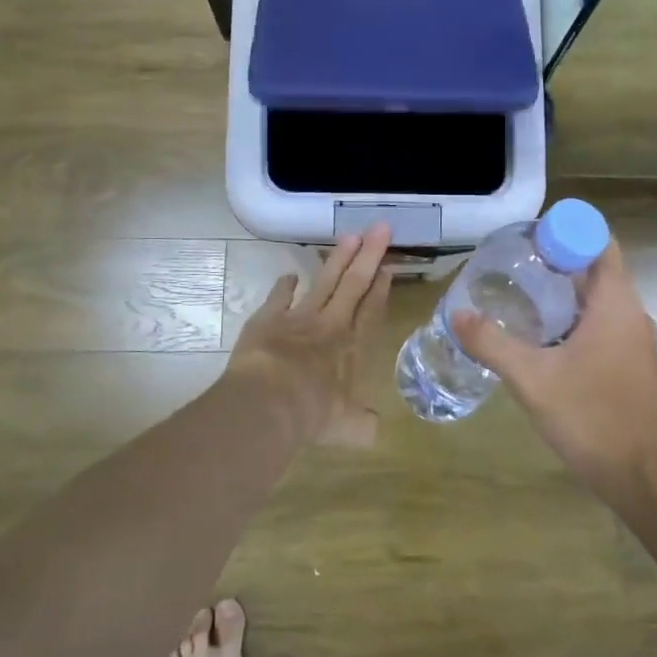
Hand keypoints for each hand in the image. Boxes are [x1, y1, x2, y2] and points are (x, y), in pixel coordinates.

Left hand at [226, 224, 391, 446]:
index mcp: (352, 348)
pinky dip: (286, 285)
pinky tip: (291, 275)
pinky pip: (280, 296)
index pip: (371, 311)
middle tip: (380, 227)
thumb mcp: (348, 428)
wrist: (268, 404)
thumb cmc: (313, 415)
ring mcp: (298, 318)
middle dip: (368, 255)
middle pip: (353, 284)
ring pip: (324, 282)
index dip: (380, 288)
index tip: (388, 266)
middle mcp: (330, 326)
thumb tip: (374, 429)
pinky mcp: (268, 319)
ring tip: (349, 236)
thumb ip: (363, 425)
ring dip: (337, 259)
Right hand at [453, 240, 656, 490]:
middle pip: (595, 270)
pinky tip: (540, 341)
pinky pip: (600, 328)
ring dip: (562, 295)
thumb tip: (457, 314)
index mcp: (616, 305)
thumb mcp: (533, 379)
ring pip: (597, 302)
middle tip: (511, 265)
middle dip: (556, 262)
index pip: (598, 243)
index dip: (565, 232)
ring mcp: (633, 344)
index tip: (527, 238)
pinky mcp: (630, 368)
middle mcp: (630, 316)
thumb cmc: (593, 418)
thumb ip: (493, 344)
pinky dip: (571, 322)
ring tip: (517, 297)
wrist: (646, 479)